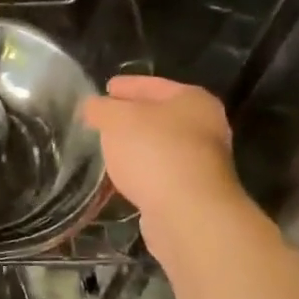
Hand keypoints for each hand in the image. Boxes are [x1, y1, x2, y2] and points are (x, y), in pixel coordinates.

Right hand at [82, 75, 238, 221]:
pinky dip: (141, 171)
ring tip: (105, 147)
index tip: (105, 88)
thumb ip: (100, 108)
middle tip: (101, 118)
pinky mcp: (192, 193)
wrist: (188, 214)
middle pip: (159, 115)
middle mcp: (205, 128)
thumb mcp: (116, 119)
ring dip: (135, 146)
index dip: (127, 85)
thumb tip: (93, 107)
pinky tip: (121, 175)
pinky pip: (159, 172)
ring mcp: (202, 163)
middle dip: (130, 117)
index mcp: (193, 100)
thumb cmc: (154, 152)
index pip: (153, 85)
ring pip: (159, 146)